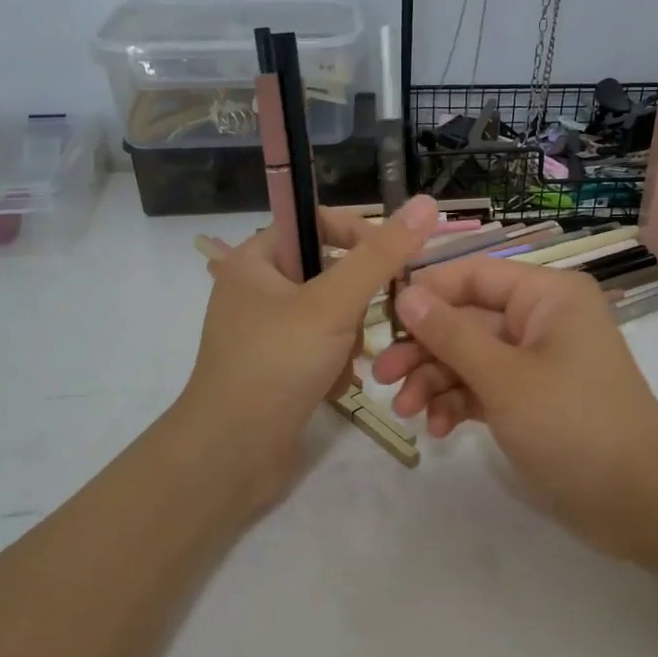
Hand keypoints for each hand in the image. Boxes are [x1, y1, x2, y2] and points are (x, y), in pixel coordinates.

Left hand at [174, 197, 439, 513]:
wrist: (232, 454)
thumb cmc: (277, 364)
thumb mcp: (334, 303)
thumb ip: (381, 254)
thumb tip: (425, 202)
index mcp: (254, 259)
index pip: (316, 222)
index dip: (358, 234)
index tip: (393, 261)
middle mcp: (256, 289)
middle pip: (329, 272)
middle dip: (356, 302)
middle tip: (369, 322)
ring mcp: (265, 331)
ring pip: (330, 314)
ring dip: (349, 338)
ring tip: (347, 364)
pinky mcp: (277, 367)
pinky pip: (320, 347)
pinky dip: (335, 363)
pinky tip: (335, 386)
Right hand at [370, 255, 657, 559]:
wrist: (638, 501)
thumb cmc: (572, 424)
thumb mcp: (503, 377)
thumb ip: (451, 334)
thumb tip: (406, 294)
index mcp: (547, 295)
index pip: (474, 275)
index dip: (426, 293)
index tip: (381, 319)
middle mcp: (543, 319)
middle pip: (467, 320)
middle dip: (424, 349)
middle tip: (380, 376)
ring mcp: (538, 361)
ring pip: (472, 357)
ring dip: (436, 381)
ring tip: (405, 412)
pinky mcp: (534, 399)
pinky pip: (486, 388)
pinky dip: (461, 404)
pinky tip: (439, 429)